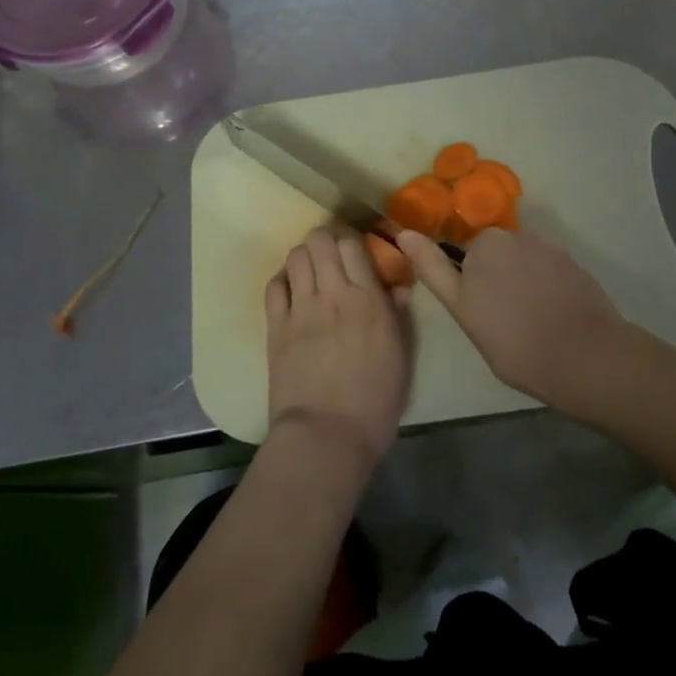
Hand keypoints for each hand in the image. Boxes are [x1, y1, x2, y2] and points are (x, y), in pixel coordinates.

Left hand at [265, 230, 412, 469]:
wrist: (327, 434)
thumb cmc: (375, 401)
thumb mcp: (401, 356)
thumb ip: (398, 316)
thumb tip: (397, 288)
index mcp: (369, 299)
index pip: (353, 245)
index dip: (352, 243)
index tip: (355, 256)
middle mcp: (333, 293)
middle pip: (320, 241)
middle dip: (325, 242)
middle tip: (331, 259)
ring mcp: (301, 308)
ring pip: (296, 256)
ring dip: (304, 257)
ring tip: (310, 273)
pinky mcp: (276, 326)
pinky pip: (274, 286)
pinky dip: (283, 280)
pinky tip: (291, 292)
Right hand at [398, 227, 628, 413]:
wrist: (584, 357)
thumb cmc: (512, 339)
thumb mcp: (462, 308)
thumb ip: (433, 268)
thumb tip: (404, 233)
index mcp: (486, 242)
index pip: (467, 256)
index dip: (470, 283)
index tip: (480, 311)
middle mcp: (519, 235)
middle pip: (497, 255)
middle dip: (496, 279)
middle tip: (499, 321)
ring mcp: (552, 249)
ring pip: (524, 264)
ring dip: (522, 284)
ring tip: (529, 324)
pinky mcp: (577, 267)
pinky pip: (550, 274)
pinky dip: (547, 291)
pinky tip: (552, 319)